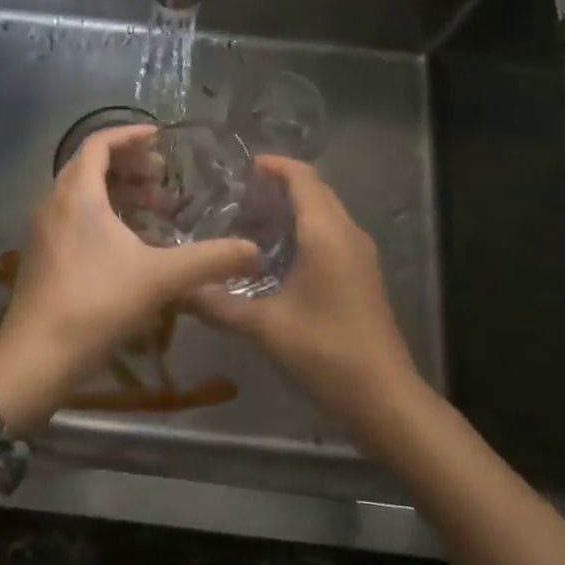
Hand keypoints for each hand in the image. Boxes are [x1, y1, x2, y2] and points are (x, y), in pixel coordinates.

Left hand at [0, 126, 260, 435]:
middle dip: (131, 166)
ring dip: (120, 193)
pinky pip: (75, 217)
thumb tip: (254, 251)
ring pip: (83, 194)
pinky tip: (131, 245)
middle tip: (164, 179)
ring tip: (156, 212)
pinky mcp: (42, 255)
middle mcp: (55, 202)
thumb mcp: (160, 278)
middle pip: (91, 166)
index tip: (160, 137)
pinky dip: (105, 216)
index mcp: (77, 193)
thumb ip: (209, 260)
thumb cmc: (96, 304)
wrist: (35, 358)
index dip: (131, 135)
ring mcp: (44, 230)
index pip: (100, 143)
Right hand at [189, 157, 421, 440]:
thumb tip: (179, 291)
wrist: (385, 399)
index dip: (276, 165)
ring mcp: (361, 254)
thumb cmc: (326, 352)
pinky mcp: (364, 274)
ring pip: (328, 211)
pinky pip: (334, 232)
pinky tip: (280, 253)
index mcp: (326, 233)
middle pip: (317, 190)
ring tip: (254, 218)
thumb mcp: (265, 327)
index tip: (244, 166)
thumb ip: (219, 305)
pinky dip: (308, 227)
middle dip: (283, 183)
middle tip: (242, 193)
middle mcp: (347, 233)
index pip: (303, 178)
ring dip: (296, 205)